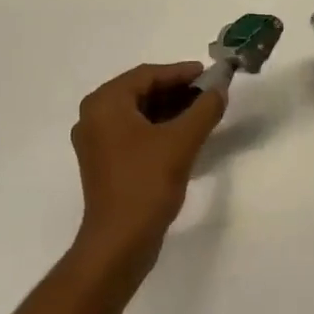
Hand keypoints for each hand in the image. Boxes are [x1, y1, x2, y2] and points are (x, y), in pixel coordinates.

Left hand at [70, 62, 224, 270]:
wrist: (119, 242)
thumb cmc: (146, 183)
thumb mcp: (182, 141)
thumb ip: (204, 109)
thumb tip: (220, 89)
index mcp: (105, 103)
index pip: (147, 75)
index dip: (181, 72)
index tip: (210, 73)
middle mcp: (94, 116)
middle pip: (141, 92)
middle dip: (177, 91)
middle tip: (209, 92)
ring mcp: (96, 142)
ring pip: (138, 113)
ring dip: (170, 110)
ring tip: (202, 112)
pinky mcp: (104, 163)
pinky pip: (134, 133)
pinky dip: (158, 129)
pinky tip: (185, 135)